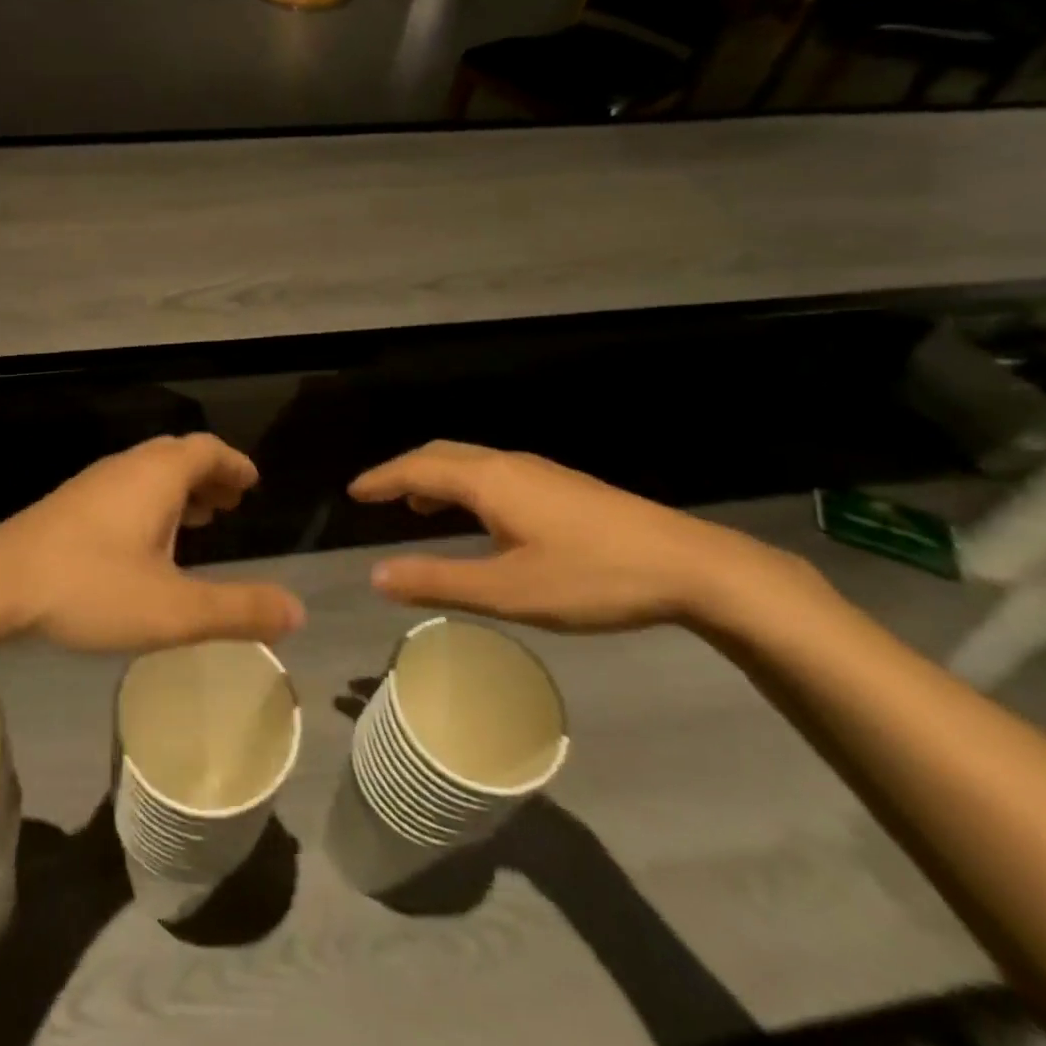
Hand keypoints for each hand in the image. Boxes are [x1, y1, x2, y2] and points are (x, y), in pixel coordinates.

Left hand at [0, 434, 304, 652]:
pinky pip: (125, 489)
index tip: (252, 482)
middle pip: (177, 456)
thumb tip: (297, 611)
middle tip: (230, 503)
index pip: (207, 450)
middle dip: (209, 476)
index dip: (234, 464)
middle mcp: (127, 468)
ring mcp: (93, 484)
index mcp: (157, 476)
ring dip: (179, 490)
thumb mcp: (174, 609)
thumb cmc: (91, 587)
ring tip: (198, 521)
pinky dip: (151, 503)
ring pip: (148, 473)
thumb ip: (238, 610)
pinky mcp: (69, 505)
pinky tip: (145, 543)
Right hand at [348, 441, 823, 631]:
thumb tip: (376, 576)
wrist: (692, 567)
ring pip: (470, 462)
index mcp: (488, 481)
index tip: (353, 491)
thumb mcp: (509, 590)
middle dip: (404, 471)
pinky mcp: (562, 487)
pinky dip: (463, 485)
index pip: (418, 469)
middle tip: (377, 495)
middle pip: (441, 455)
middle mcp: (508, 465)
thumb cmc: (592, 577)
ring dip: (435, 477)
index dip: (381, 479)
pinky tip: (478, 517)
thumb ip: (439, 581)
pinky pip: (492, 473)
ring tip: (417, 506)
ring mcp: (539, 472)